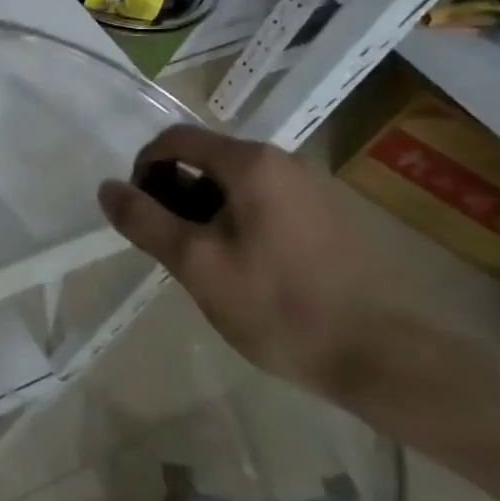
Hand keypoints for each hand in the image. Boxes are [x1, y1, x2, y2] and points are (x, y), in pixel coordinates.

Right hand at [96, 125, 407, 405]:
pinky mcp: (334, 219)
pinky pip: (266, 204)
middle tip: (169, 246)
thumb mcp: (196, 264)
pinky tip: (247, 271)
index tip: (139, 214)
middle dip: (174, 194)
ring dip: (205, 212)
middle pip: (206, 159)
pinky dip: (238, 223)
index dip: (144, 168)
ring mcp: (316, 189)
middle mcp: (286, 162)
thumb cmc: (281, 306)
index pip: (176, 140)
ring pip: (236, 185)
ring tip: (205, 263)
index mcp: (252, 163)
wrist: (391, 360)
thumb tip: (107, 188)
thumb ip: (144, 220)